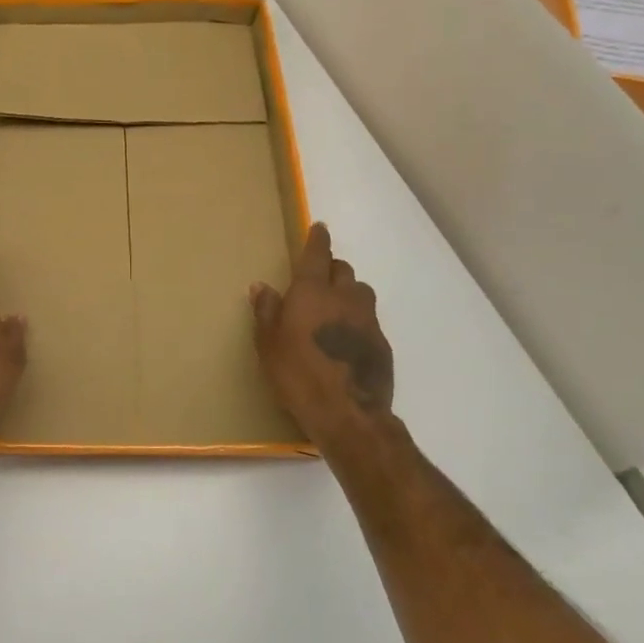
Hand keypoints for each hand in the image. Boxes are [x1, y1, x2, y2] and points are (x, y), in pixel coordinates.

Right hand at [251, 223, 398, 447]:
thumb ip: (266, 311)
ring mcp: (367, 320)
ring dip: (348, 292)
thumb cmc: (297, 375)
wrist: (348, 414)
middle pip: (342, 270)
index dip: (317, 239)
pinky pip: (369, 320)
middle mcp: (344, 298)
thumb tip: (261, 286)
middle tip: (317, 279)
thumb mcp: (268, 345)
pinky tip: (346, 340)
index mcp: (312, 292)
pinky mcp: (382, 343)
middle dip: (331, 268)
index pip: (317, 254)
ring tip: (334, 308)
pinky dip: (357, 320)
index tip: (319, 228)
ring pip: (360, 292)